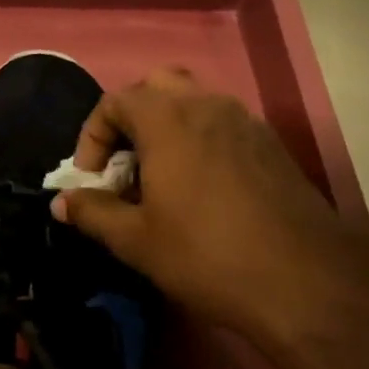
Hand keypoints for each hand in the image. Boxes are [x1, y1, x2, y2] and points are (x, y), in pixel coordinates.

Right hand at [51, 68, 368, 353]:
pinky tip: (204, 191)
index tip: (93, 179)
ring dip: (168, 129)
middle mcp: (207, 105)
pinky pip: (223, 125)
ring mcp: (246, 121)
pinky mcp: (272, 145)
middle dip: (132, 120)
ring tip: (162, 180)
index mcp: (168, 119)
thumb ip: (94, 212)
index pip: (115, 101)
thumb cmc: (207, 255)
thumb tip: (62, 202)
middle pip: (157, 87)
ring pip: (194, 103)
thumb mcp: (137, 241)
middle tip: (126, 166)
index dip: (93, 136)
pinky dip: (201, 141)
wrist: (305, 281)